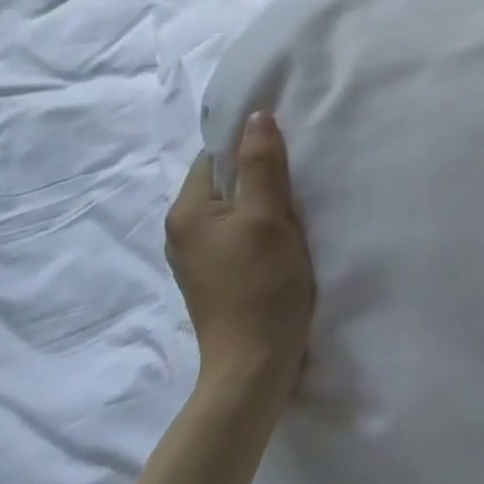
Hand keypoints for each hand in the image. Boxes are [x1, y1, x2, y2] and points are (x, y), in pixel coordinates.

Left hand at [164, 112, 315, 384]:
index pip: (216, 156)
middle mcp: (183, 230)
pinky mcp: (217, 276)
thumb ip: (262, 165)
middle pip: (226, 181)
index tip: (287, 144)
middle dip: (260, 173)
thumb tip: (257, 116)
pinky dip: (262, 226)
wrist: (254, 367)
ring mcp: (198, 256)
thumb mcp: (267, 219)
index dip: (250, 145)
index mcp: (187, 211)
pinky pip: (239, 233)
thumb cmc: (260, 287)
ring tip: (297, 202)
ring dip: (264, 201)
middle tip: (300, 172)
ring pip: (236, 208)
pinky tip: (286, 234)